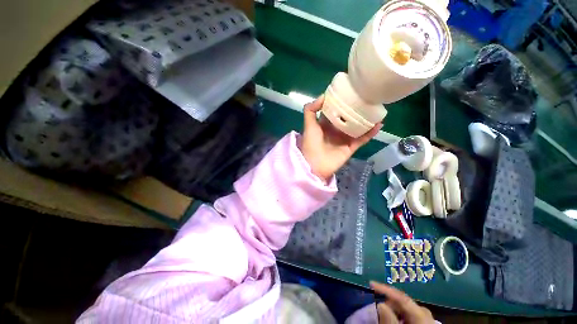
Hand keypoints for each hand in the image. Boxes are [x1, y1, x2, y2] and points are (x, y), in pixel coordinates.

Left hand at [301, 96, 381, 181]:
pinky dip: (370, 133)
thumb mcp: (308, 125)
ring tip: (376, 110)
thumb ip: (310, 110)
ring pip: (357, 128)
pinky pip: (362, 139)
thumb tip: (323, 96)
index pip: (335, 111)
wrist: (314, 165)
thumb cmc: (310, 144)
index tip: (350, 91)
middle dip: (356, 109)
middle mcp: (335, 130)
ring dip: (366, 120)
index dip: (340, 102)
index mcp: (325, 124)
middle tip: (367, 98)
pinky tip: (379, 124)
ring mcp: (344, 139)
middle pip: (348, 118)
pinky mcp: (350, 148)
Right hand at [371, 281, 433, 323]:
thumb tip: (380, 304)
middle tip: (376, 309)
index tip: (371, 283)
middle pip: (402, 302)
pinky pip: (408, 315)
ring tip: (384, 318)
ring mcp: (425, 319)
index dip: (385, 289)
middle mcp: (425, 313)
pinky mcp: (424, 323)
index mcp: (422, 315)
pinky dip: (399, 316)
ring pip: (405, 309)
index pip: (401, 297)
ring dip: (393, 310)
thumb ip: (391, 321)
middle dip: (388, 303)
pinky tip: (395, 321)